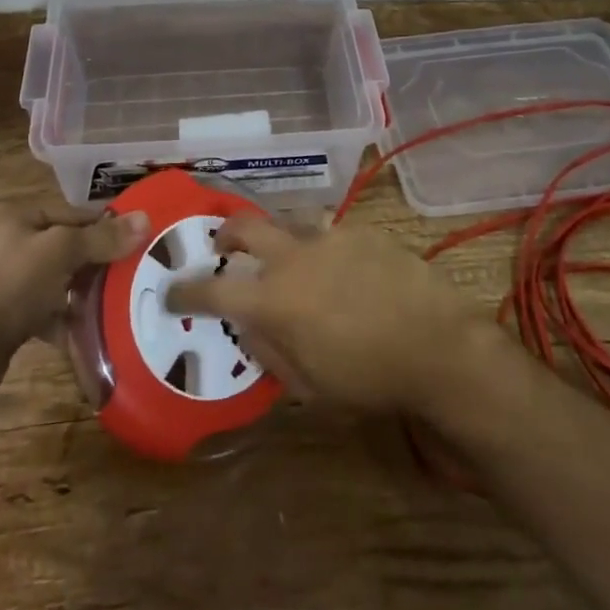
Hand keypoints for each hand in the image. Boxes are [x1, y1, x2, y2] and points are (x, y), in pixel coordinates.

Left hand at [0, 201, 148, 392]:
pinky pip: (42, 309)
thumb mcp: (61, 253)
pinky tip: (86, 332)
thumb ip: (103, 237)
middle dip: (97, 263)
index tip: (140, 244)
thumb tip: (146, 218)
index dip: (107, 227)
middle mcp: (6, 240)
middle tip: (133, 276)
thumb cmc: (9, 286)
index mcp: (16, 215)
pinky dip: (63, 318)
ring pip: (55, 279)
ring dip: (82, 292)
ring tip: (116, 304)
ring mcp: (1, 278)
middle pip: (66, 246)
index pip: (74, 213)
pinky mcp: (1, 314)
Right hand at [167, 221, 494, 413]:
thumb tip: (248, 328)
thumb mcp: (309, 386)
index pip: (213, 290)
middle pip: (245, 227)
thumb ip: (270, 352)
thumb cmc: (368, 378)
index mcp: (274, 299)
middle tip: (222, 248)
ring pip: (289, 223)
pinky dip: (324, 250)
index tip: (172, 293)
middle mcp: (294, 257)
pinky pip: (330, 233)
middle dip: (225, 234)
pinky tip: (345, 272)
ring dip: (278, 238)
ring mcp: (330, 237)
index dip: (186, 292)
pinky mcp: (361, 231)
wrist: (437, 345)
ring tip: (291, 261)